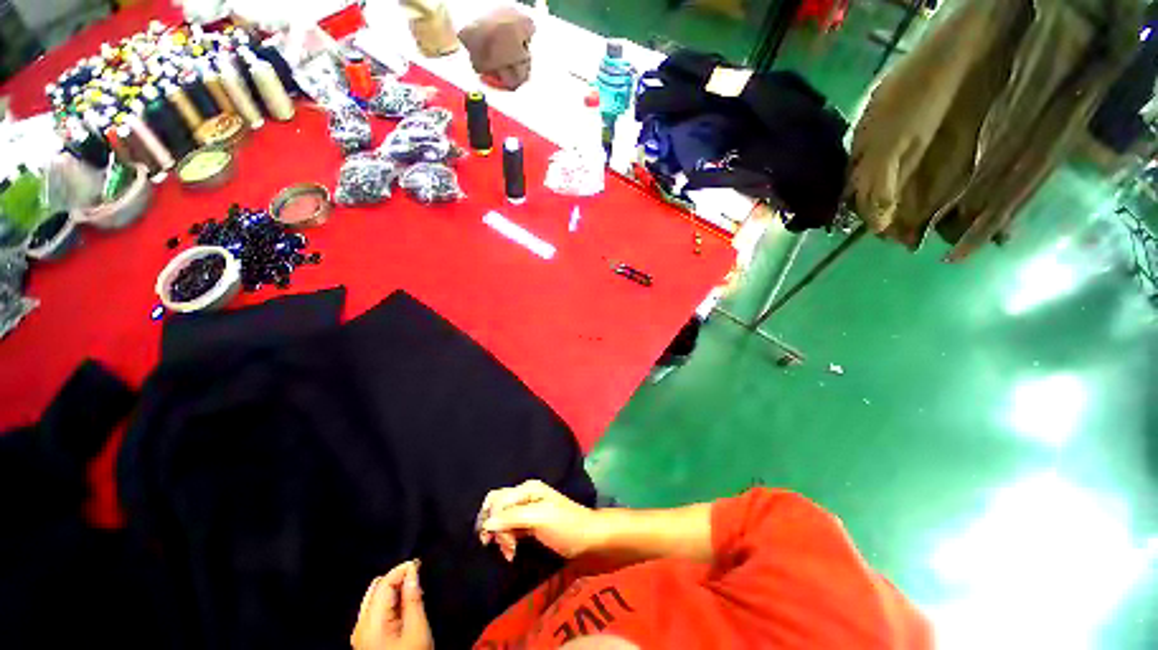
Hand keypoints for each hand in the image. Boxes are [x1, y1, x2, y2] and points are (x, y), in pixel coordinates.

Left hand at [351, 560, 432, 649]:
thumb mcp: (417, 628)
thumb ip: (413, 598)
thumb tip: (413, 572)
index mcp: (371, 621)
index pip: (384, 582)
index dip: (402, 569)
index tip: (419, 563)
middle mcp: (360, 625)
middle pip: (376, 588)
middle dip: (396, 578)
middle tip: (417, 576)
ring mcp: (361, 633)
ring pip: (374, 598)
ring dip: (393, 589)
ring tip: (413, 589)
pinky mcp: (365, 639)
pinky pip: (375, 610)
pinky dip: (389, 601)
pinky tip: (403, 604)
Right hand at [477, 480, 600, 560]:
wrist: (588, 540)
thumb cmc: (566, 527)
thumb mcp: (539, 519)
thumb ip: (513, 518)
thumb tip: (486, 524)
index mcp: (527, 489)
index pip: (497, 500)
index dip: (492, 521)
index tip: (495, 542)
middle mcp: (525, 495)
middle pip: (497, 507)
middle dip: (494, 528)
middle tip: (503, 547)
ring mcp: (528, 509)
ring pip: (502, 519)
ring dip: (501, 537)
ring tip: (509, 553)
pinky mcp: (530, 523)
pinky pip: (510, 528)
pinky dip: (507, 539)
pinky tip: (511, 552)